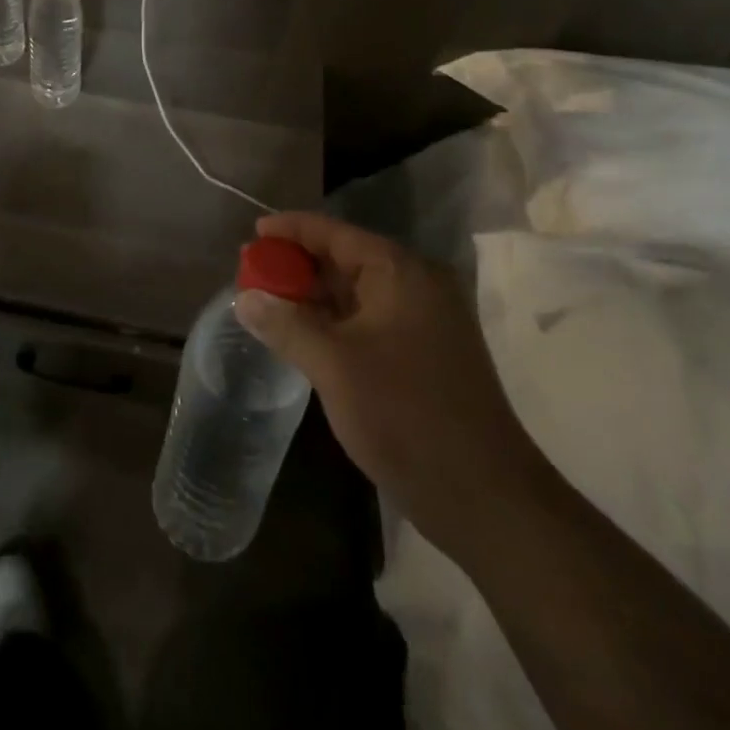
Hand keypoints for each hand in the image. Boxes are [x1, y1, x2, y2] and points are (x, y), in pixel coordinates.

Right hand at [234, 211, 550, 556]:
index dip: (290, 229)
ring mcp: (422, 322)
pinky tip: (299, 334)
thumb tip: (243, 298)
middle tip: (251, 272)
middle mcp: (415, 286)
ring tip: (265, 302)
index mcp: (400, 272)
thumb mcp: (333, 365)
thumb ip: (285, 325)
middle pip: (344, 258)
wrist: (486, 500)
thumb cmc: (406, 417)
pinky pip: (366, 321)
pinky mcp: (421, 355)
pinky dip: (331, 322)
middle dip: (296, 264)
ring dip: (311, 296)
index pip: (334, 232)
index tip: (252, 233)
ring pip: (354, 293)